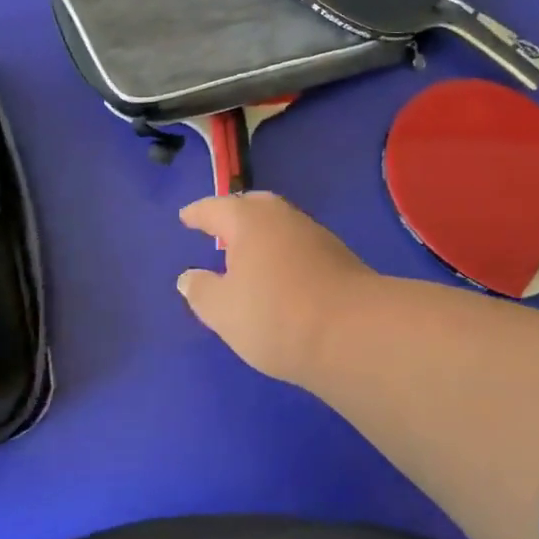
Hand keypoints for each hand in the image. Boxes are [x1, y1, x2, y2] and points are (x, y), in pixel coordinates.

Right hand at [177, 192, 377, 384]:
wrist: (352, 331)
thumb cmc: (274, 315)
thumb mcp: (222, 311)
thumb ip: (201, 291)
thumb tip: (188, 276)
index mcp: (249, 220)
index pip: (215, 209)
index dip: (198, 214)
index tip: (186, 216)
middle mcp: (282, 216)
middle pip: (253, 207)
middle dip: (234, 216)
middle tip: (218, 230)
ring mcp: (314, 233)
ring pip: (279, 224)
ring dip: (261, 234)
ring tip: (246, 254)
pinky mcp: (337, 255)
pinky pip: (297, 243)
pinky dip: (281, 251)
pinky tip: (278, 273)